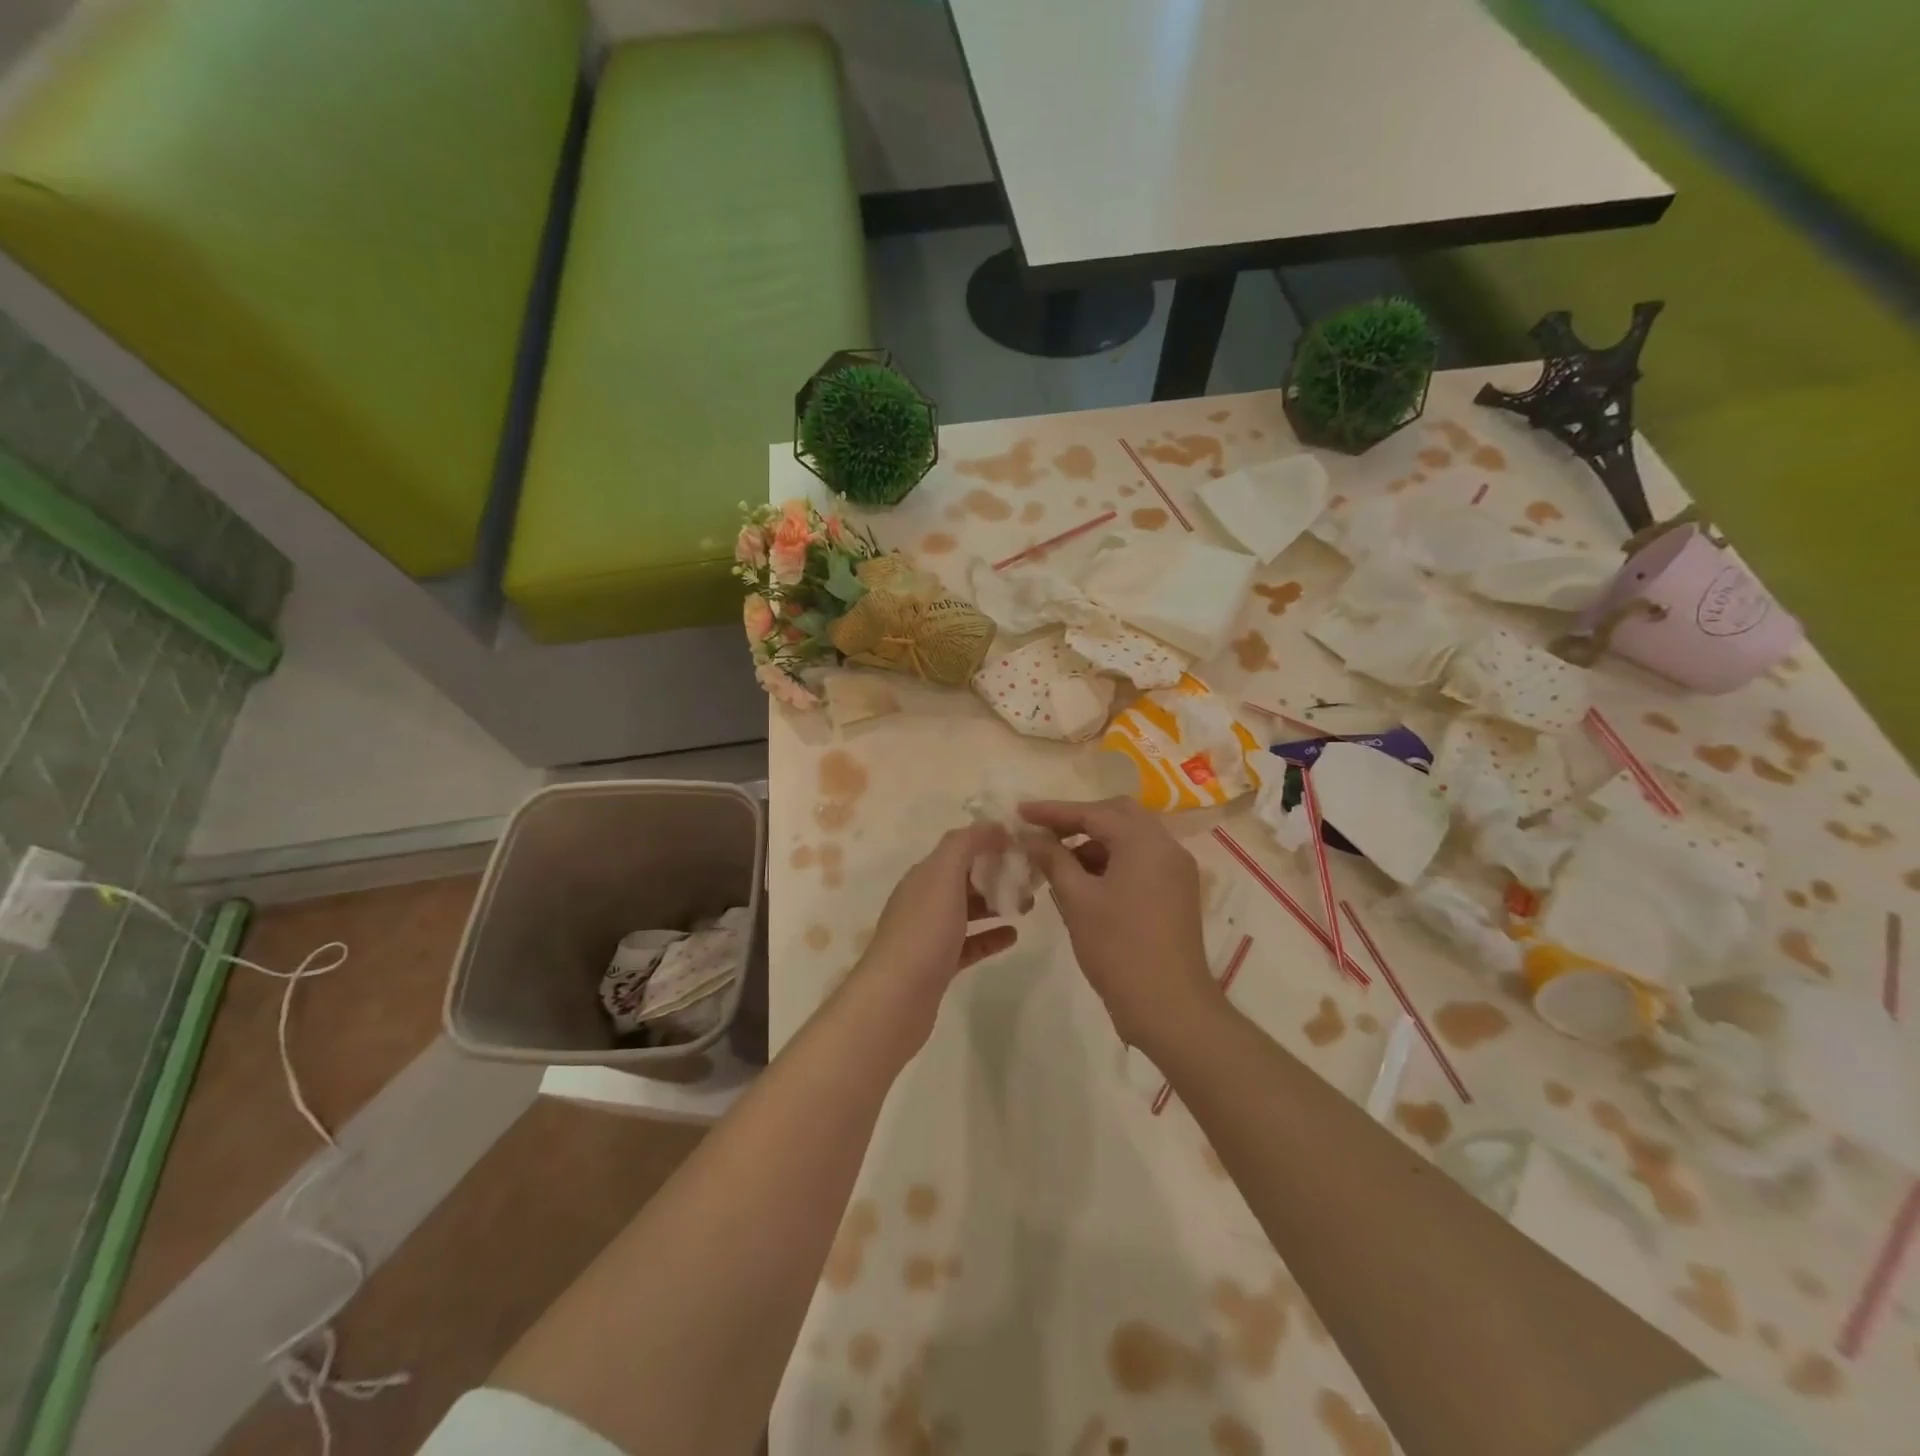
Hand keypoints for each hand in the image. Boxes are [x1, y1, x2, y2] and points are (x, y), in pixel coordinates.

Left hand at [845, 824, 1018, 1050]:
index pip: (959, 847)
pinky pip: (970, 943)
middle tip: (1032, 877)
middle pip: (964, 878)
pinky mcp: (939, 965)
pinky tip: (1013, 935)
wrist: (897, 997)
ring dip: (996, 903)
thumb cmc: (924, 931)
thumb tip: (992, 827)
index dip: (989, 841)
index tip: (1023, 844)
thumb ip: (965, 845)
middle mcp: (924, 900)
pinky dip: (991, 936)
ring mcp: (930, 934)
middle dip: (997, 873)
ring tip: (1028, 904)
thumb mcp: (943, 875)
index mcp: (923, 875)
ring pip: (968, 910)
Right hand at [1019, 798, 1216, 1047]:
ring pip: (1131, 838)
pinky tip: (1085, 882)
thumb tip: (1030, 835)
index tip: (1020, 812)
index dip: (1053, 811)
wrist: (1169, 1007)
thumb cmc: (1118, 948)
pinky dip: (1113, 861)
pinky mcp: (1177, 892)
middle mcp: (1167, 847)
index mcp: (1144, 842)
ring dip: (1095, 842)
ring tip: (1058, 862)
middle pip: (1118, 815)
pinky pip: (1141, 860)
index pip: (1093, 812)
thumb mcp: (1077, 900)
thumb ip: (1053, 859)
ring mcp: (1177, 870)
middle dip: (1079, 820)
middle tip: (1044, 833)